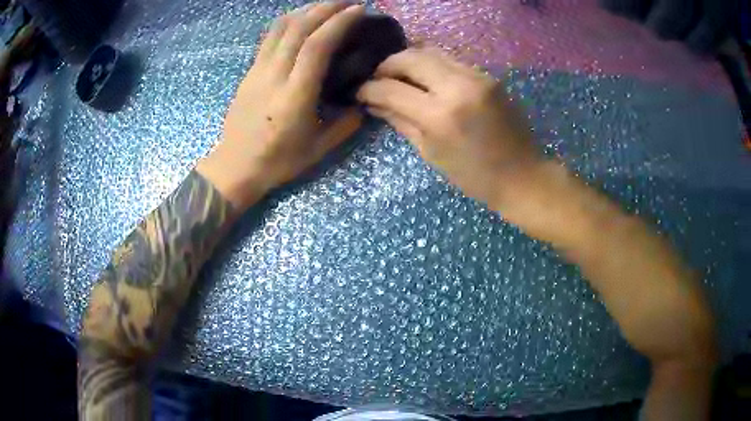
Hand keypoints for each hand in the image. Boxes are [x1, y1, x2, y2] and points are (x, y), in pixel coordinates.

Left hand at [197, 2, 364, 208]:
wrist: (235, 166)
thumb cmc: (278, 161)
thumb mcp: (319, 149)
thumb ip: (347, 123)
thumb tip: (364, 99)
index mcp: (294, 95)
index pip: (317, 46)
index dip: (338, 23)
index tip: (358, 10)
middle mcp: (274, 75)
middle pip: (298, 28)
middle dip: (325, 8)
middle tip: (348, 2)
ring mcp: (257, 71)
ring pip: (280, 28)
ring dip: (305, 10)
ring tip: (326, 6)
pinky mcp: (249, 72)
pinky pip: (268, 38)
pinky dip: (287, 21)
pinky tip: (301, 19)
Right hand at [357, 48, 540, 209]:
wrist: (523, 175)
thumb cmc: (474, 176)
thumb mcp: (431, 153)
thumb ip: (400, 121)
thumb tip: (373, 103)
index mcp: (440, 115)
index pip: (392, 88)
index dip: (369, 88)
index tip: (359, 91)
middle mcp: (458, 86)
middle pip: (410, 57)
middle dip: (387, 65)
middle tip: (377, 78)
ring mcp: (476, 76)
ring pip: (431, 51)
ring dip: (409, 60)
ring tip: (399, 75)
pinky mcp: (488, 75)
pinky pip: (451, 60)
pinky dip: (431, 64)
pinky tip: (425, 78)